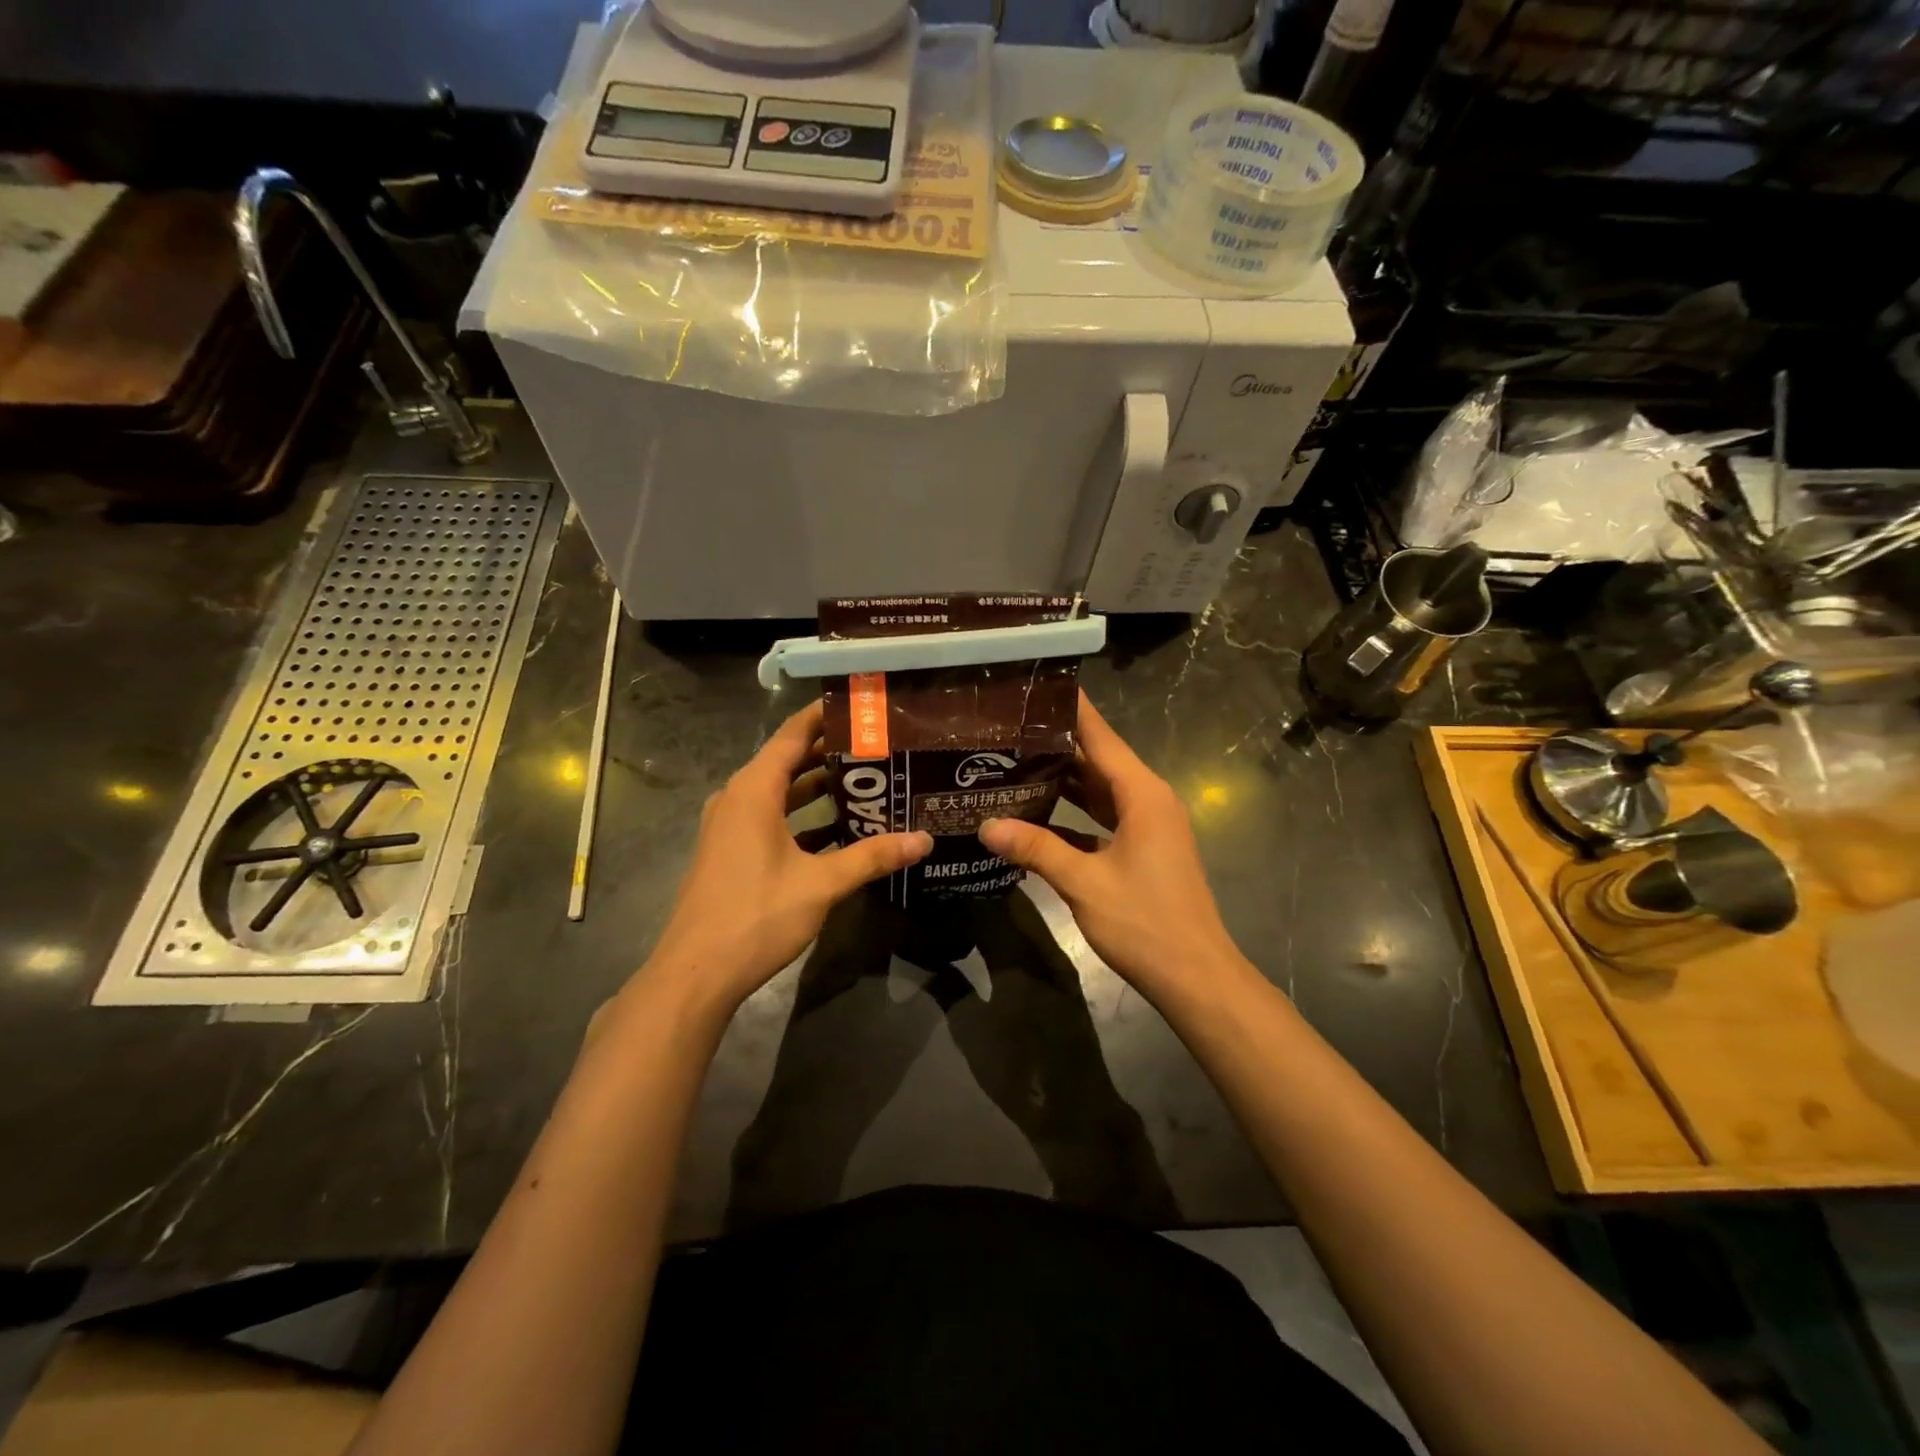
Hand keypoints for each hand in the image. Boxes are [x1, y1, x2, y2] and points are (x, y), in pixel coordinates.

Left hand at [644, 701, 930, 1016]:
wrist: (696, 973)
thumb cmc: (756, 915)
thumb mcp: (821, 883)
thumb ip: (872, 857)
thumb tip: (924, 840)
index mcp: (754, 790)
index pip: (793, 735)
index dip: (824, 715)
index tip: (860, 705)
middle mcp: (738, 798)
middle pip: (788, 761)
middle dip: (831, 753)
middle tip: (879, 745)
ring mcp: (731, 826)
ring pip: (781, 793)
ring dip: (818, 788)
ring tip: (867, 782)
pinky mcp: (732, 852)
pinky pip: (772, 819)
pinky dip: (803, 818)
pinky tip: (839, 830)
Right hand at [978, 693, 1244, 1004]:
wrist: (1196, 977)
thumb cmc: (1146, 922)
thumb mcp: (1085, 883)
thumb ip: (1036, 849)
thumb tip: (986, 825)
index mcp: (1143, 794)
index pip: (1102, 737)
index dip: (1072, 711)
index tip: (1039, 685)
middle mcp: (1149, 801)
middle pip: (1099, 761)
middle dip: (1057, 745)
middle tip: (1009, 728)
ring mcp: (1148, 827)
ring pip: (1100, 791)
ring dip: (1064, 780)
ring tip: (1015, 762)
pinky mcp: (1143, 850)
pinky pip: (1104, 818)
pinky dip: (1075, 814)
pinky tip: (1038, 814)